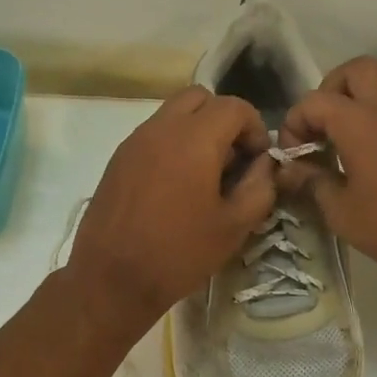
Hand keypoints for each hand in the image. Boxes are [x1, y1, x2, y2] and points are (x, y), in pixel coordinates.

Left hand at [68, 86, 275, 326]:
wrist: (111, 279)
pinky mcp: (118, 159)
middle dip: (224, 119)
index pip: (234, 106)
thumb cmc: (179, 253)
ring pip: (173, 113)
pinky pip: (153, 134)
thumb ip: (259, 186)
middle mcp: (162, 128)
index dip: (255, 127)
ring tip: (205, 174)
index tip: (258, 160)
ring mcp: (134, 141)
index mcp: (194, 139)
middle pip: (200, 97)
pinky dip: (173, 144)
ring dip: (197, 129)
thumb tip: (265, 164)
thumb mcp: (234, 226)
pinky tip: (176, 186)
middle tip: (232, 158)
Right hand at [276, 56, 376, 272]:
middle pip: (356, 70)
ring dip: (352, 106)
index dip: (294, 123)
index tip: (293, 156)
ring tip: (337, 145)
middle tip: (320, 126)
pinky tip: (361, 159)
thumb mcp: (341, 212)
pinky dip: (371, 122)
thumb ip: (312, 182)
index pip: (313, 101)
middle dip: (330, 89)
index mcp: (359, 122)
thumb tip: (290, 170)